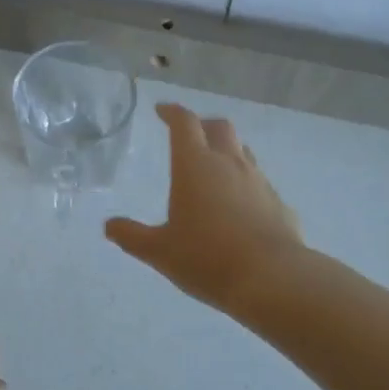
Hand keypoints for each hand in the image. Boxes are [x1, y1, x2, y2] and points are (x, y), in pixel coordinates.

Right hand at [105, 103, 303, 312]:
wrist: (272, 279)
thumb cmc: (207, 258)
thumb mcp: (160, 251)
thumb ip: (132, 236)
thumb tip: (110, 226)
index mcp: (195, 165)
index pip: (184, 123)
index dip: (172, 112)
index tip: (161, 111)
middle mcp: (229, 164)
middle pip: (219, 127)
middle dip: (202, 125)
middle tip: (189, 136)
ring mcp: (259, 181)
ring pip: (242, 152)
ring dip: (226, 152)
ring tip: (213, 169)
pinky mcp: (279, 203)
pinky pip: (259, 184)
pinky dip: (245, 185)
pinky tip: (239, 208)